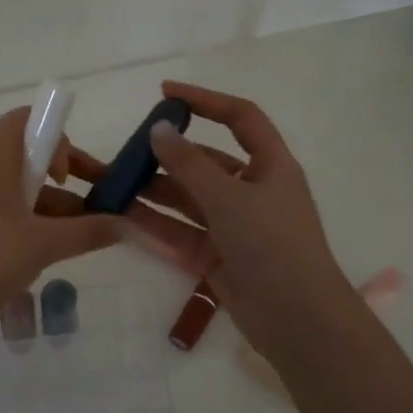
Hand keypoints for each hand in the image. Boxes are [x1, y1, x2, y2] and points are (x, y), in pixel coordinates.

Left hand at [0, 107, 120, 338]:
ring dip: (45, 205)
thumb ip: (88, 231)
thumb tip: (126, 225)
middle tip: (91, 209)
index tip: (74, 179)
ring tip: (75, 240)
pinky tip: (38, 252)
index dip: (60, 141)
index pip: (29, 119)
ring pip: (10, 184)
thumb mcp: (43, 244)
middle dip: (63, 178)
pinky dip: (21, 219)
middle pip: (24, 153)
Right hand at [68, 81, 354, 355]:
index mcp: (271, 166)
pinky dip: (158, 224)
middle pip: (207, 163)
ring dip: (157, 191)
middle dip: (169, 156)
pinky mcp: (219, 258)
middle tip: (128, 151)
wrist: (296, 318)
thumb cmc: (272, 245)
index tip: (166, 93)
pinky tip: (124, 216)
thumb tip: (158, 129)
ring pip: (190, 200)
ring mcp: (235, 227)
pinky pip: (183, 233)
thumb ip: (189, 165)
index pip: (240, 118)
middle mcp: (253, 192)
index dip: (206, 101)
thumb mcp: (229, 198)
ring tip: (116, 183)